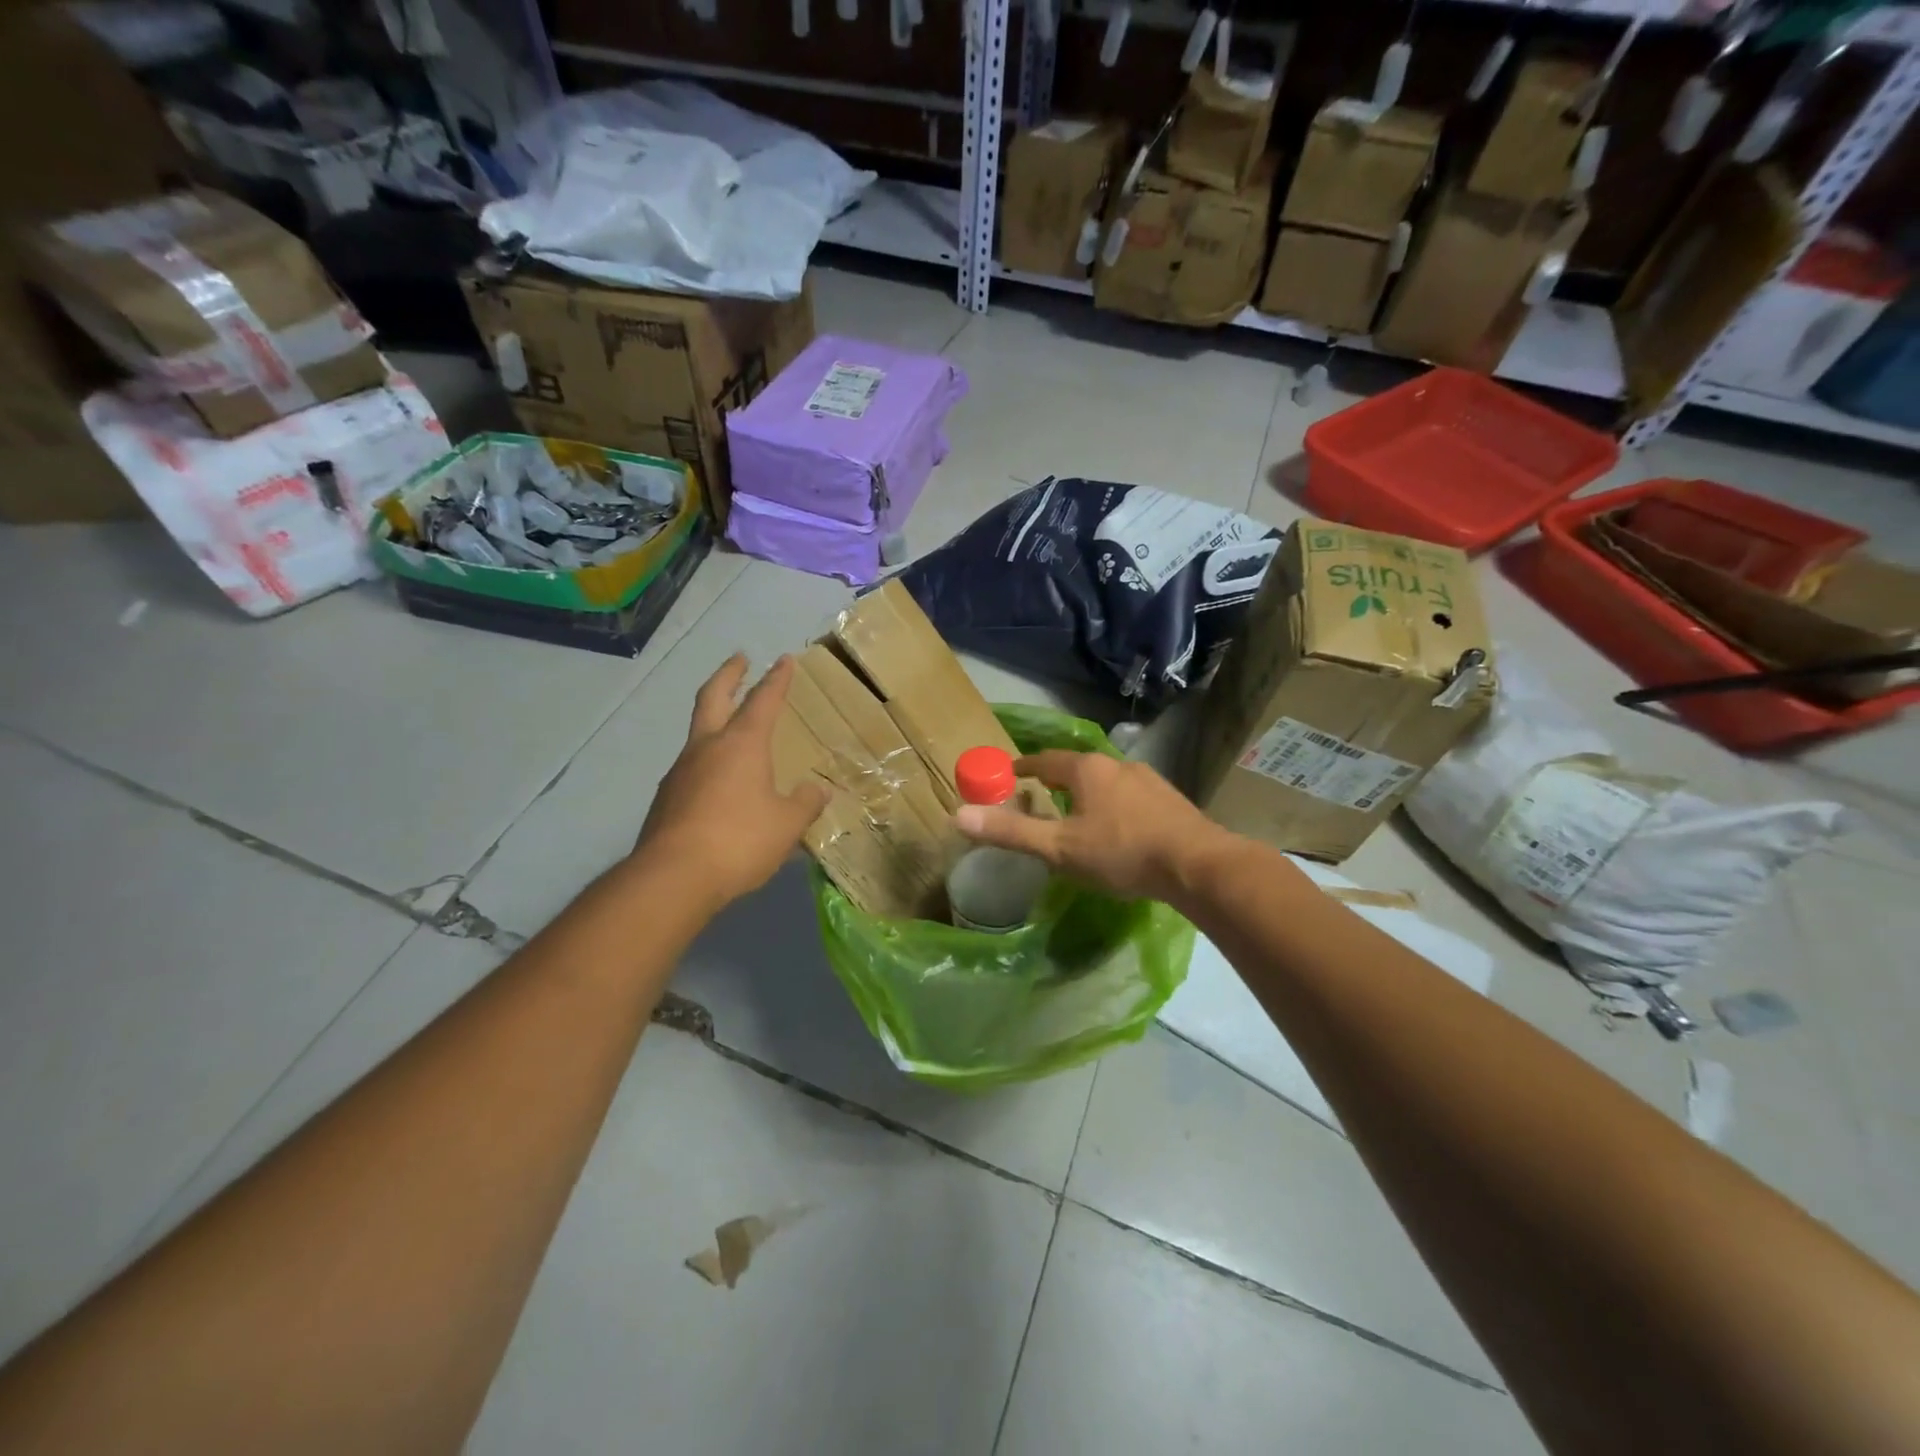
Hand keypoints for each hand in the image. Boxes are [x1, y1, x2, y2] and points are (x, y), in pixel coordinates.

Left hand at [635, 654, 828, 910]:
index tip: (783, 660)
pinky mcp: (666, 798)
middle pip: (714, 697)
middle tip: (739, 659)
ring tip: (731, 728)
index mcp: (742, 744)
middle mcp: (707, 747)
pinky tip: (717, 781)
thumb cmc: (739, 840)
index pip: (763, 701)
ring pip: (698, 732)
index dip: (776, 680)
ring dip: (714, 719)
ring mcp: (681, 771)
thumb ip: (805, 804)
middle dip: (729, 675)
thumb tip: (818, 791)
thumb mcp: (787, 825)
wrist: (673, 876)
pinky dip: (707, 760)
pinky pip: (691, 767)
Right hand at [953, 750, 1230, 904]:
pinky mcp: (1170, 800)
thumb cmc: (1122, 853)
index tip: (1009, 774)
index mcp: (1086, 770)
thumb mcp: (1060, 848)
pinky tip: (1118, 829)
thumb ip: (1012, 831)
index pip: (1044, 760)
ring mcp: (1148, 780)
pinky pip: (1130, 797)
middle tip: (1040, 797)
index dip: (1024, 767)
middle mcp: (1117, 765)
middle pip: (1077, 768)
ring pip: (1106, 782)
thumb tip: (959, 815)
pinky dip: (1114, 807)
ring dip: (1088, 794)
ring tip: (1077, 815)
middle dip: (1057, 780)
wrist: (1198, 865)